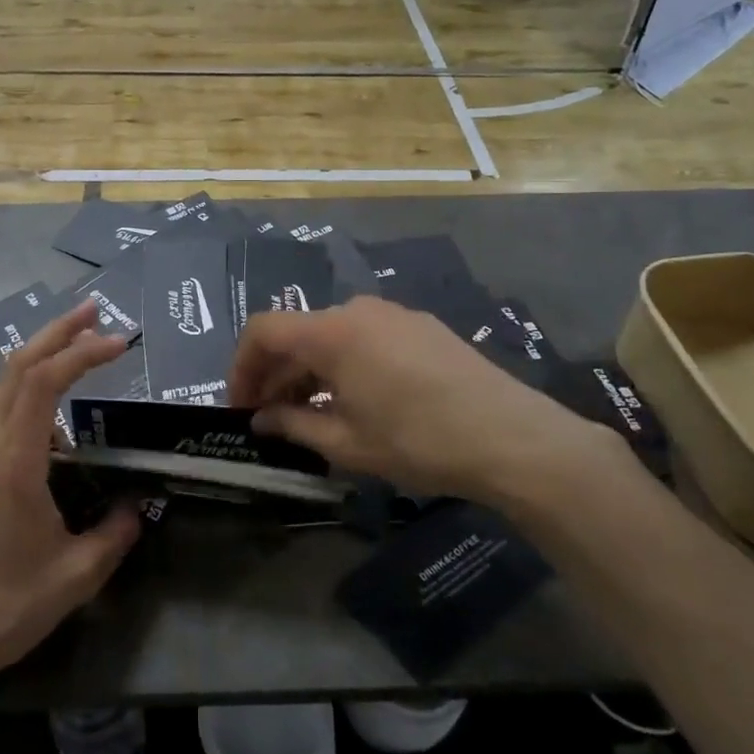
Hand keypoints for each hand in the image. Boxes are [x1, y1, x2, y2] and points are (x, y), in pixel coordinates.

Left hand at [0, 303, 141, 693]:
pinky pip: (4, 412)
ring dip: (42, 355)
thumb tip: (138, 507)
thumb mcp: (74, 578)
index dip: (81, 353)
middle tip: (96, 311)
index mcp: (15, 462)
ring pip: (6, 385)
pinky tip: (60, 413)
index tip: (120, 342)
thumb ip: (114, 536)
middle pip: (18, 366)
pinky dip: (33, 388)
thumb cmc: (2, 608)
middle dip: (57, 332)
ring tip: (82, 345)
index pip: (44, 382)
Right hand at [228, 295, 622, 505]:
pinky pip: (362, 337)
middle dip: (274, 373)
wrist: (513, 437)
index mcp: (331, 332)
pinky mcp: (420, 326)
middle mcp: (356, 310)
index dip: (241, 367)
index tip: (241, 406)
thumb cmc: (418, 441)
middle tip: (269, 418)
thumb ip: (293, 425)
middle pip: (297, 333)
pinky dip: (342, 363)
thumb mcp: (347, 443)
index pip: (263, 331)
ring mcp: (392, 314)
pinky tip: (353, 400)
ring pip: (330, 335)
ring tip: (309, 414)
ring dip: (309, 370)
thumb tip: (261, 420)